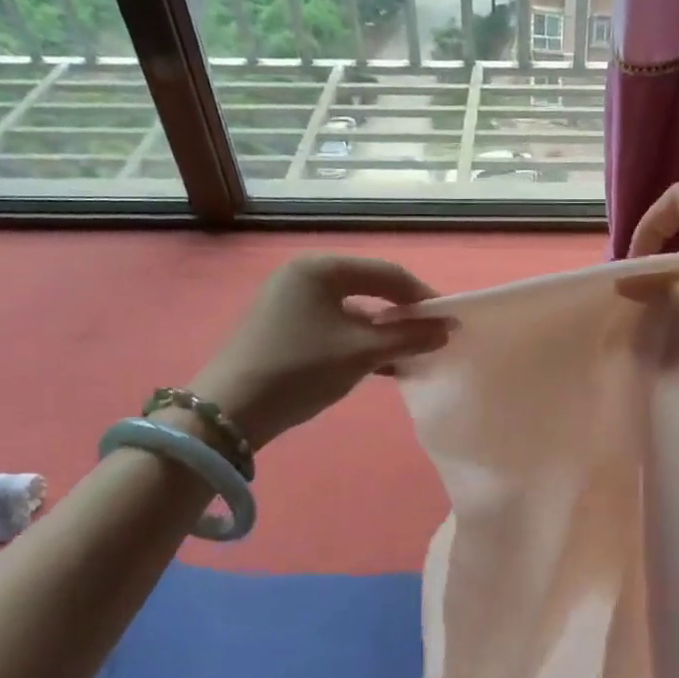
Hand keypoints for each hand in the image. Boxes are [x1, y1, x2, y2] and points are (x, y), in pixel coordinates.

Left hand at [187, 256, 450, 448]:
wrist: (229, 410)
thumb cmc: (300, 369)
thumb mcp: (361, 352)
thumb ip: (409, 337)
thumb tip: (448, 329)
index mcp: (321, 267)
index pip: (387, 273)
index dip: (423, 297)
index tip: (449, 322)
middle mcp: (304, 274)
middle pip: (369, 288)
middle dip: (403, 315)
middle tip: (430, 338)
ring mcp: (290, 300)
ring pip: (352, 310)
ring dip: (383, 332)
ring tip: (409, 355)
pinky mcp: (282, 326)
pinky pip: (333, 325)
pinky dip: (358, 341)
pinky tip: (380, 364)